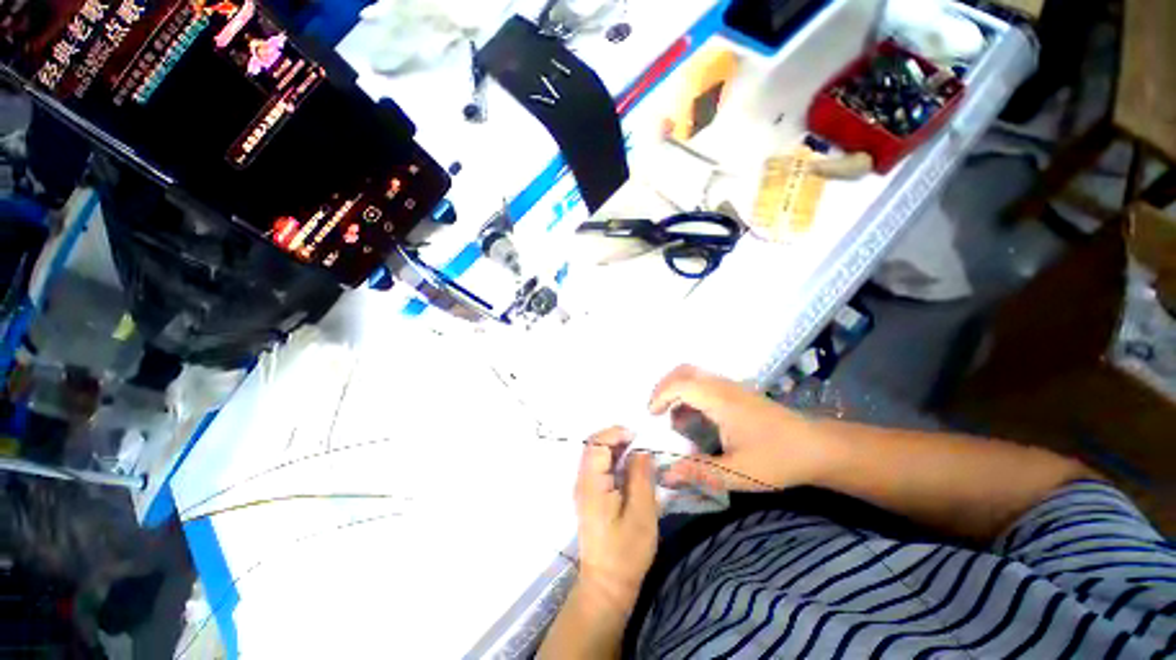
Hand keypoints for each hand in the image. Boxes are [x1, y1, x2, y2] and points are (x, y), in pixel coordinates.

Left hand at [574, 427, 657, 612]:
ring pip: (595, 455)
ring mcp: (583, 488)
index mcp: (591, 483)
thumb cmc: (626, 552)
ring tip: (638, 451)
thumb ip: (641, 477)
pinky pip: (598, 467)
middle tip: (640, 441)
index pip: (596, 443)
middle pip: (593, 446)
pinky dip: (613, 460)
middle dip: (616, 438)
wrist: (606, 585)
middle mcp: (582, 481)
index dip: (615, 433)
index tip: (637, 436)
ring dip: (615, 448)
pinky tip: (629, 466)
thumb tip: (642, 450)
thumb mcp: (642, 513)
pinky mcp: (589, 495)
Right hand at [648, 365, 821, 491]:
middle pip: (684, 371)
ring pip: (694, 375)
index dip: (660, 396)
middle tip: (656, 411)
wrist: (818, 448)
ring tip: (672, 418)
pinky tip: (693, 418)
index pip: (681, 384)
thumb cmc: (778, 459)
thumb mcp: (738, 472)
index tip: (651, 416)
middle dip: (664, 387)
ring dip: (676, 390)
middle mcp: (723, 386)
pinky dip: (689, 394)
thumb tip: (666, 474)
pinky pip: (704, 383)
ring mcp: (731, 387)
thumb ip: (700, 471)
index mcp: (721, 400)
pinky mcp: (737, 392)